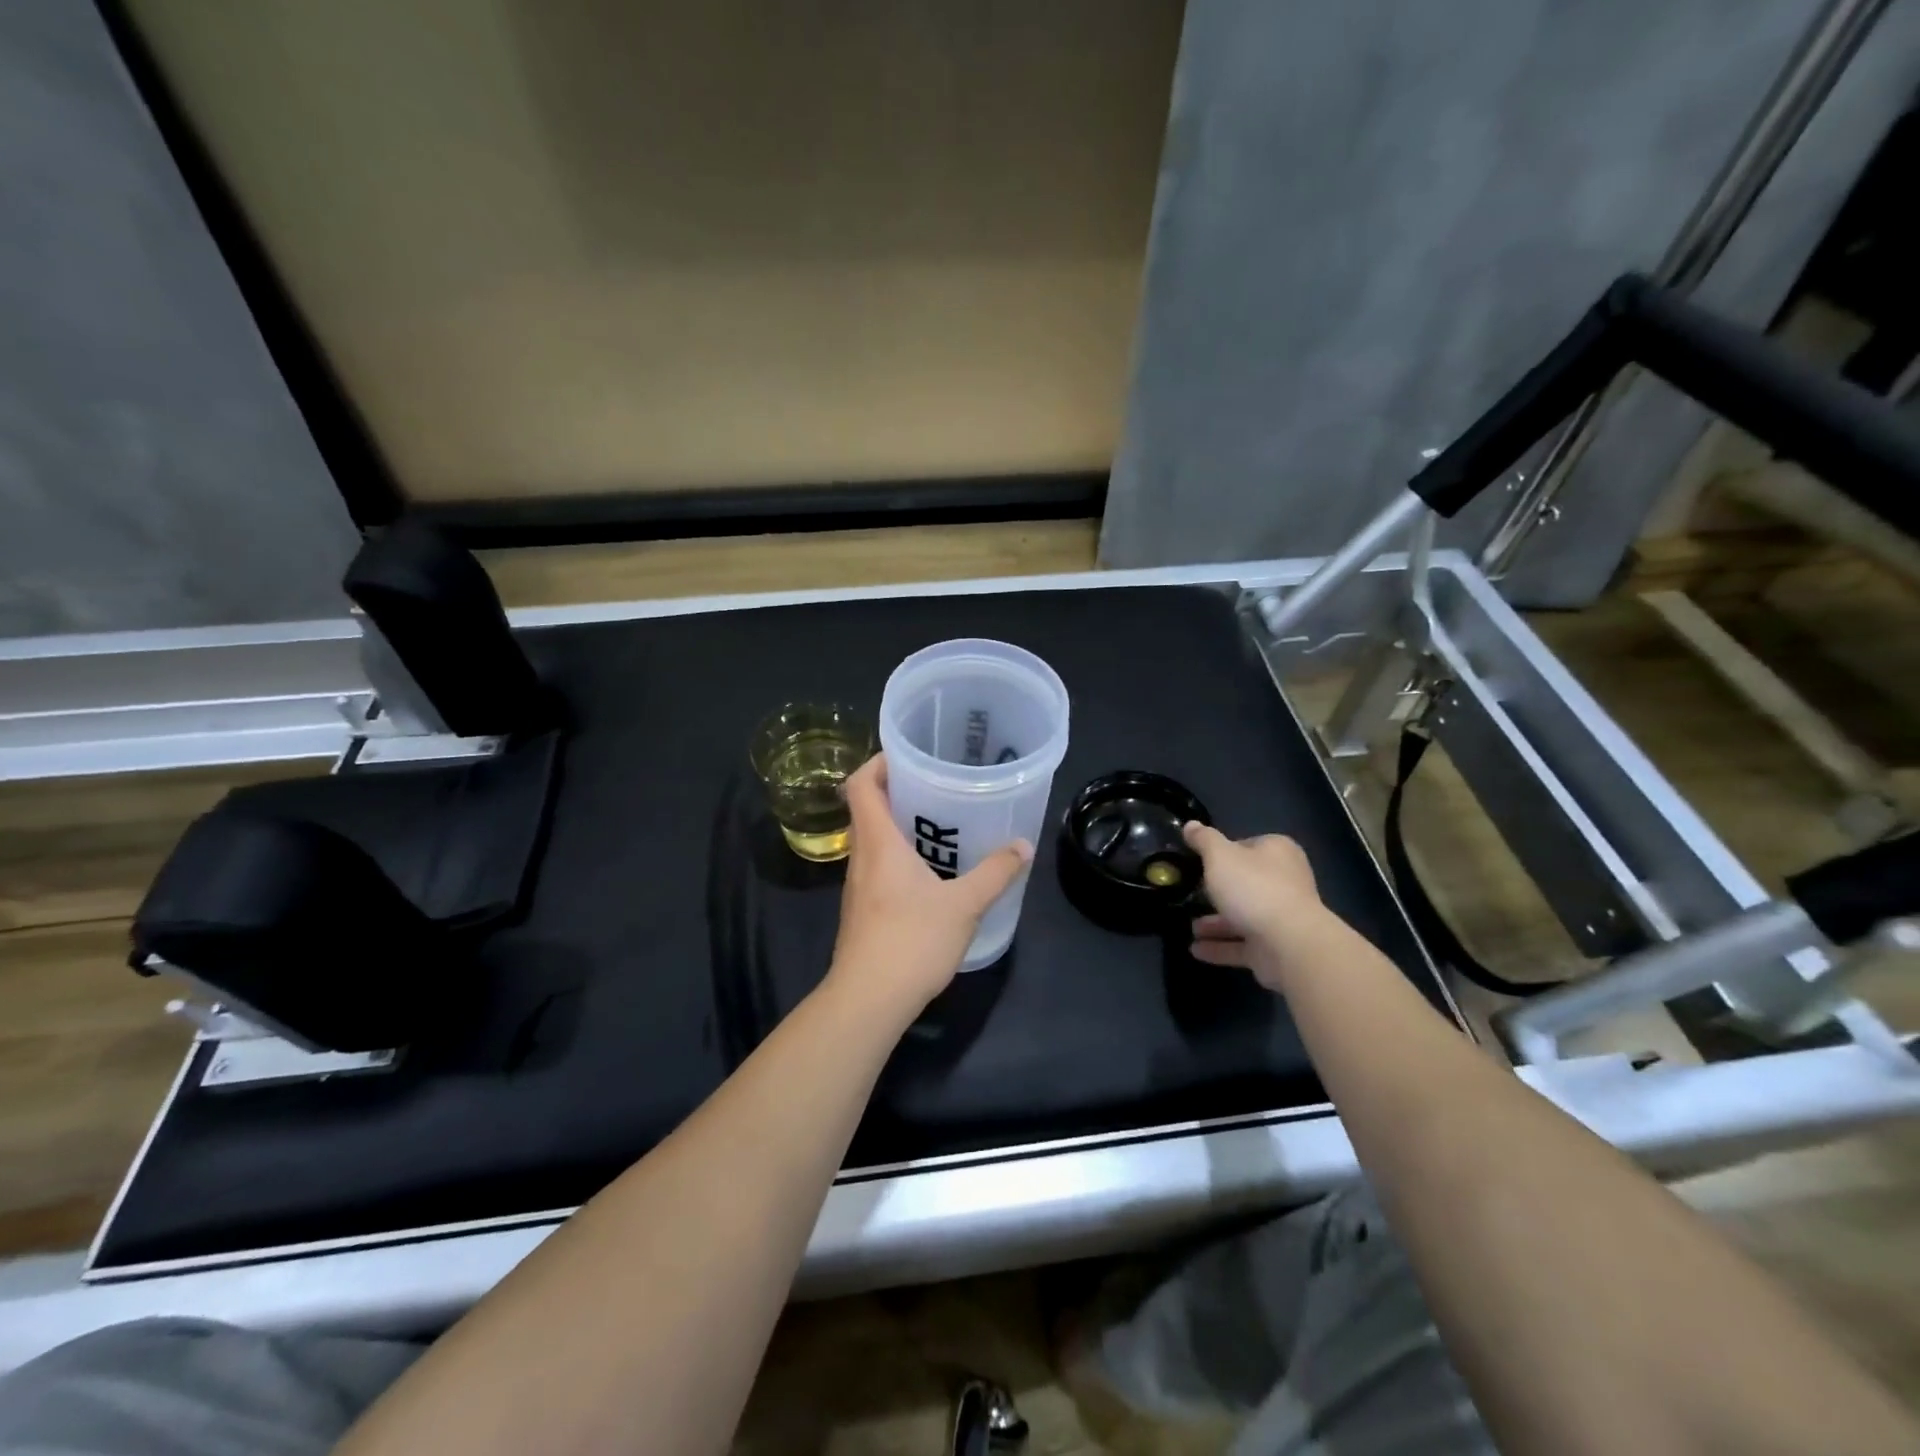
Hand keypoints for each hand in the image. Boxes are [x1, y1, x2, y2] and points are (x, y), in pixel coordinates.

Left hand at [829, 754, 1032, 1020]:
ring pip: (873, 840)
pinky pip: (878, 867)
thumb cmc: (912, 941)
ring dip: (900, 826)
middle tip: (937, 785)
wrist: (868, 1000)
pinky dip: (899, 857)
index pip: (861, 784)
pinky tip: (931, 874)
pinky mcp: (863, 910)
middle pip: (868, 808)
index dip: (877, 762)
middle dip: (898, 791)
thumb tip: (1023, 845)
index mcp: (879, 842)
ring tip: (941, 825)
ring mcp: (858, 885)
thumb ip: (995, 873)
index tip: (908, 756)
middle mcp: (862, 857)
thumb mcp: (964, 905)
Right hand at [1183, 824, 1327, 989]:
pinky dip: (1220, 947)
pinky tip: (1196, 949)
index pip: (1247, 846)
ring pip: (1243, 916)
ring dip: (1216, 923)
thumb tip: (1191, 825)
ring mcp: (1282, 917)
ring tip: (1191, 928)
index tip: (1201, 862)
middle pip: (1246, 883)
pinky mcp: (1276, 948)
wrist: (1289, 943)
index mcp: (1277, 852)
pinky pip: (1242, 945)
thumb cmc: (1253, 888)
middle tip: (1192, 894)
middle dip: (1219, 891)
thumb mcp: (1219, 856)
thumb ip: (1204, 840)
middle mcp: (1284, 882)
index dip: (1223, 853)